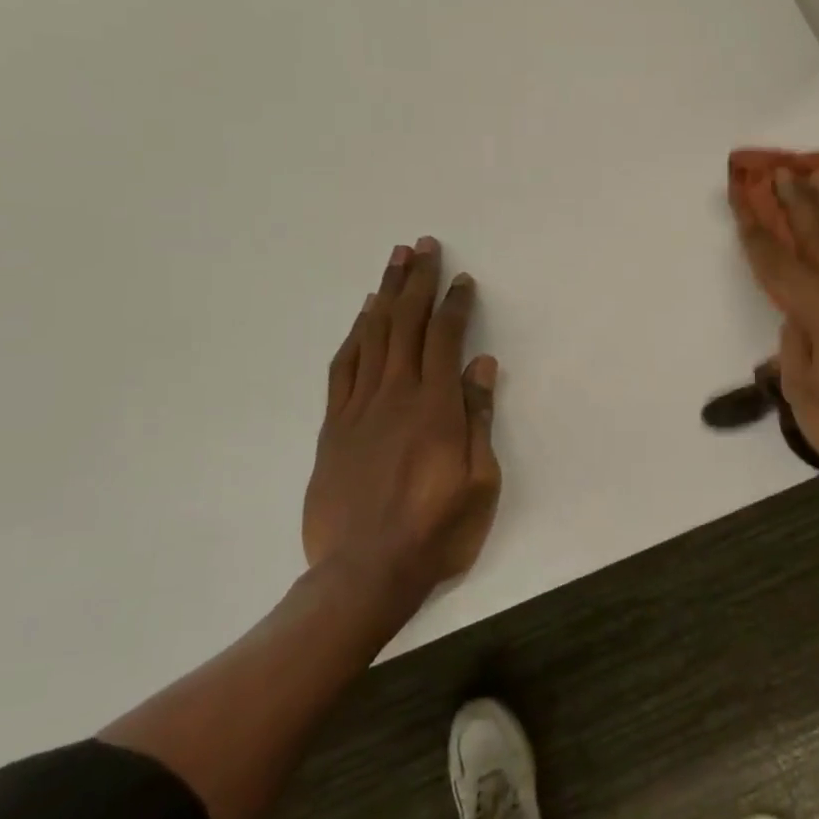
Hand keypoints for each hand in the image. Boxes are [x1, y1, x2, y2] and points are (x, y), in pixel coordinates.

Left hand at [302, 238, 501, 612]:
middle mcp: (395, 396)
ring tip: (394, 261)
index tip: (463, 279)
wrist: (364, 573)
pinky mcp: (334, 426)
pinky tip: (362, 316)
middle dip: (416, 281)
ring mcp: (359, 408)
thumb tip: (483, 366)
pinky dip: (354, 335)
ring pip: (372, 336)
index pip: (444, 339)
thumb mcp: (479, 482)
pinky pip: (343, 367)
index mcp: (434, 407)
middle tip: (423, 245)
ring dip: (385, 294)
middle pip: (405, 323)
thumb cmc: (435, 531)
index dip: (455, 304)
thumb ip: (478, 419)